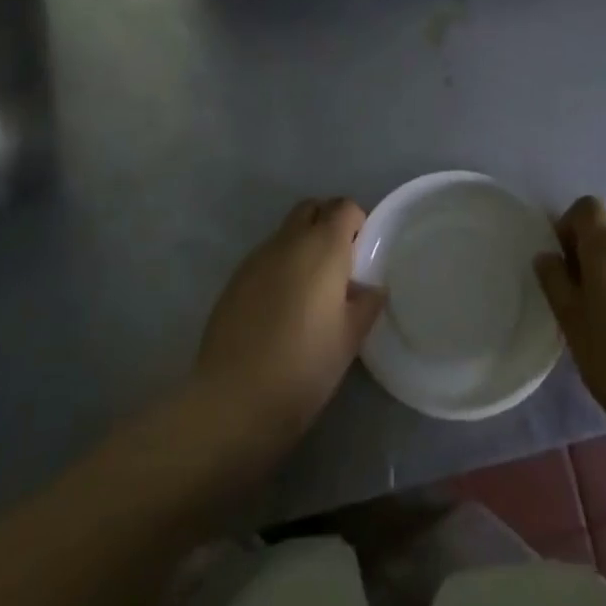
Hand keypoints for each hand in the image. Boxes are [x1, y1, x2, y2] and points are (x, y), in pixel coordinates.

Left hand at [195, 198, 384, 439]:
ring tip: (310, 290)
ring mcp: (256, 257)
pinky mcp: (234, 279)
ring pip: (286, 232)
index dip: (357, 223)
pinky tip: (281, 307)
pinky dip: (280, 266)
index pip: (345, 207)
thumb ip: (366, 303)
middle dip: (328, 223)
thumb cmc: (304, 365)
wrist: (234, 399)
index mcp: (323, 246)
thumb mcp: (350, 337)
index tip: (362, 255)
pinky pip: (266, 257)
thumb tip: (370, 286)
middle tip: (339, 264)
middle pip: (312, 208)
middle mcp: (288, 240)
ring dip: (302, 245)